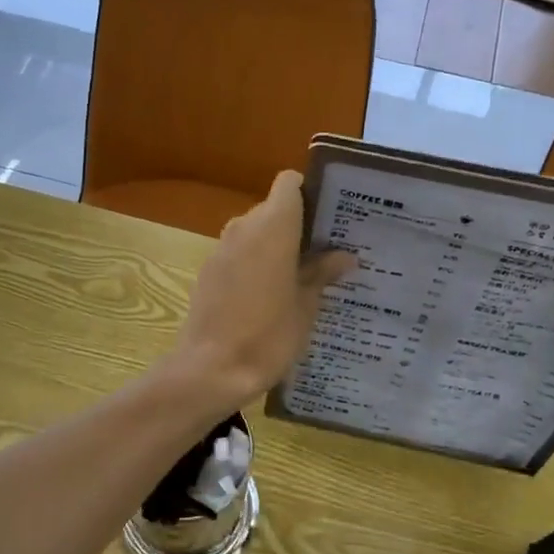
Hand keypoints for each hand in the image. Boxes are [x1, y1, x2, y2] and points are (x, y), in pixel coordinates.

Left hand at [172, 171, 355, 407]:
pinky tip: (272, 296)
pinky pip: (239, 255)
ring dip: (277, 247)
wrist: (211, 369)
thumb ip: (322, 273)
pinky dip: (256, 264)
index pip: (289, 183)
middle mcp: (243, 227)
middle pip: (274, 209)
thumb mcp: (306, 305)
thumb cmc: (269, 334)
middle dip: (298, 225)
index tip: (329, 216)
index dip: (309, 192)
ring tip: (303, 276)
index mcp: (273, 225)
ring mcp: (221, 249)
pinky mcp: (208, 272)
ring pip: (255, 233)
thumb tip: (344, 256)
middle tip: (326, 252)